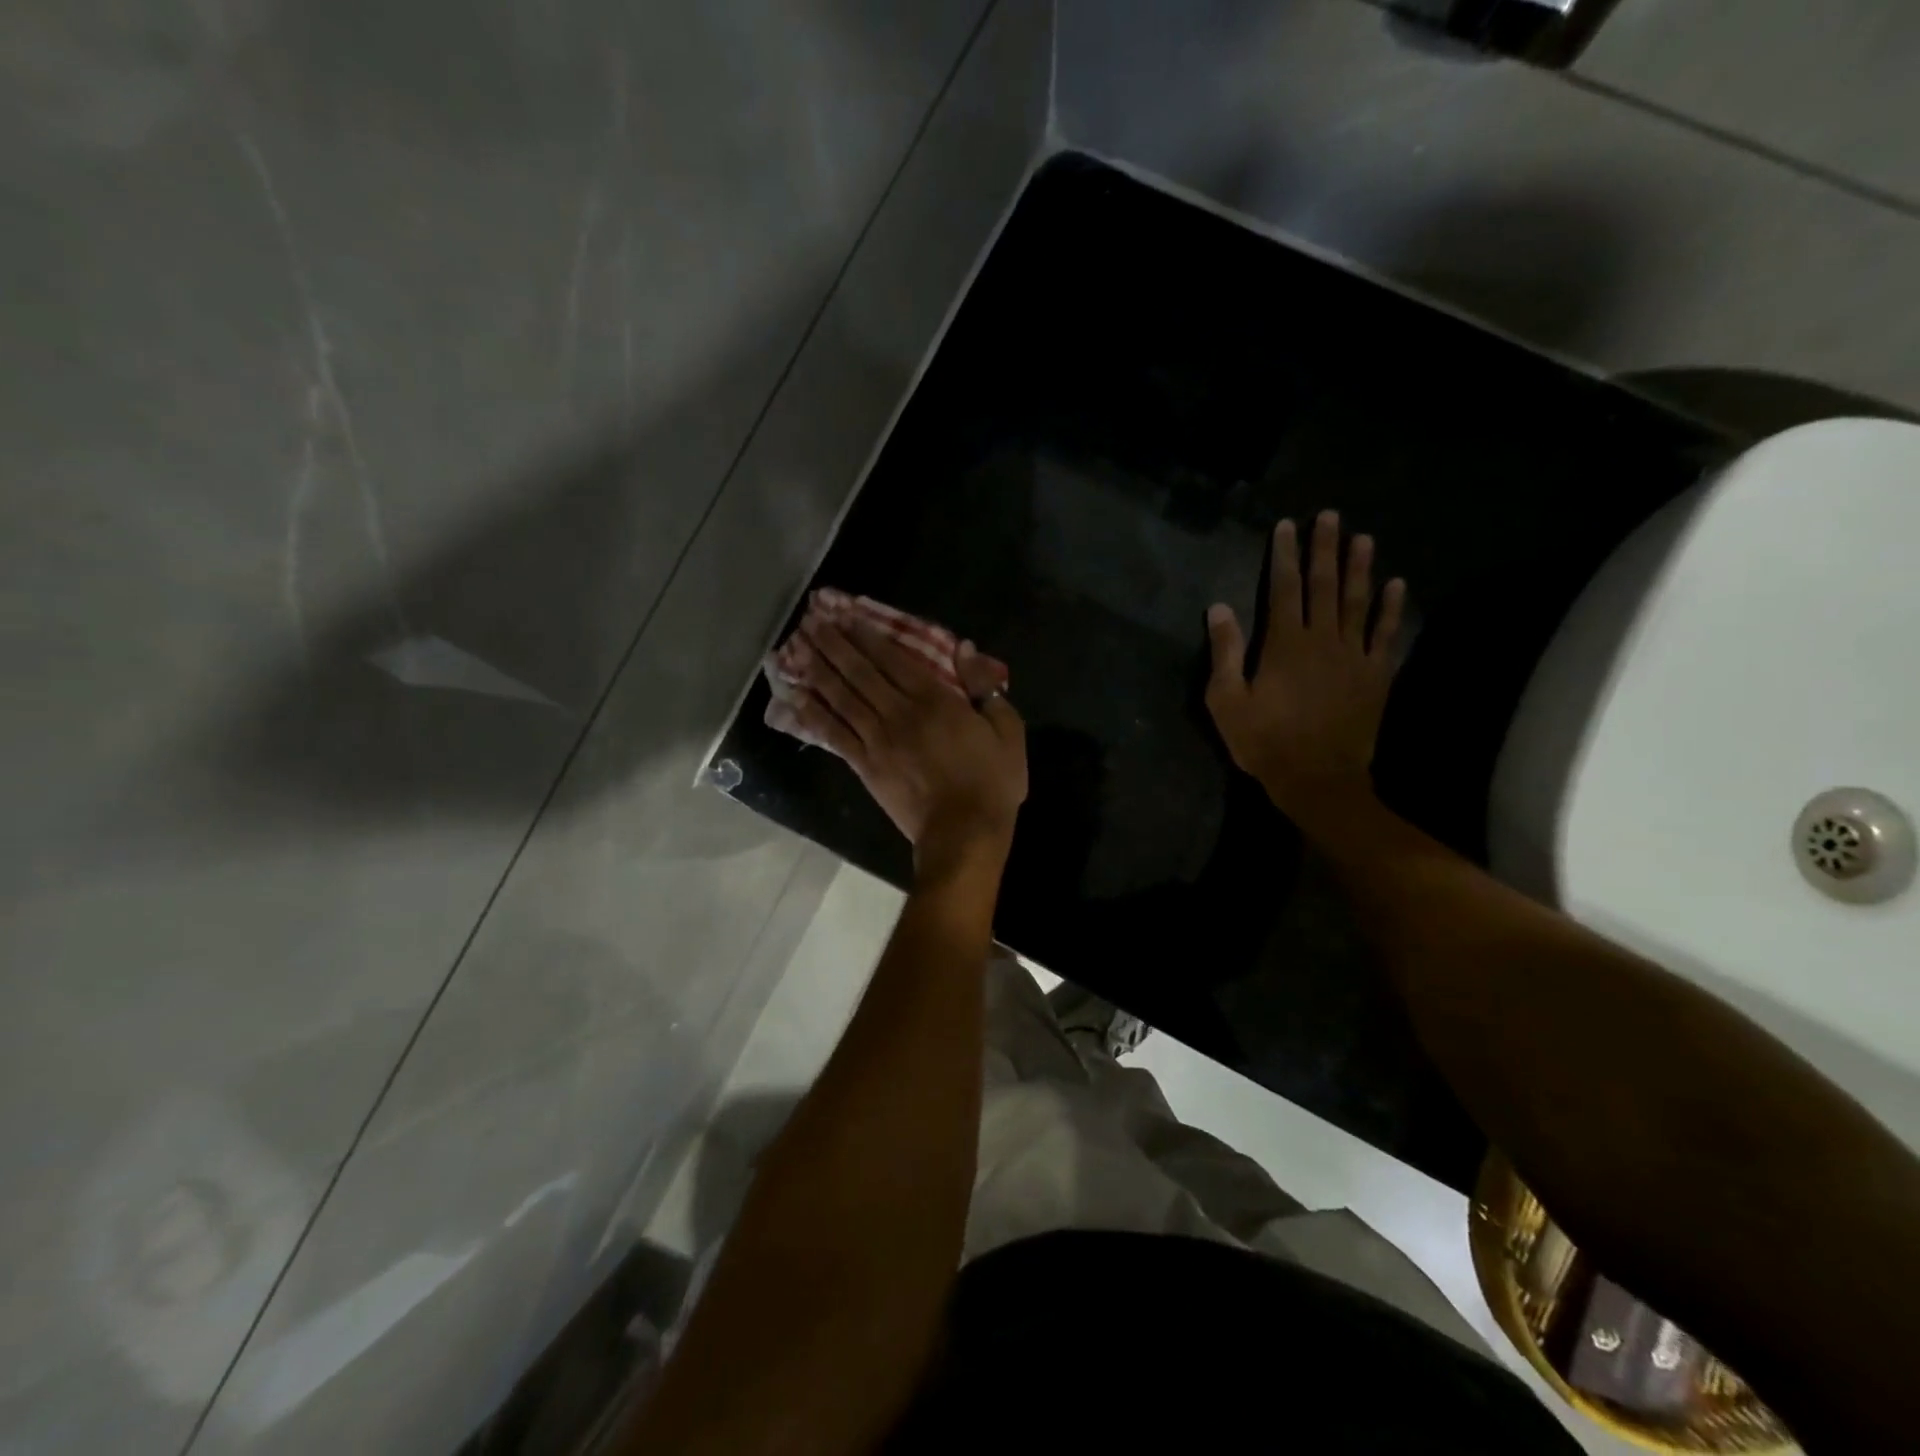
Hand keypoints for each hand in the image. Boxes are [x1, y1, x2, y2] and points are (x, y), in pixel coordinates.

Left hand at [777, 619, 1025, 864]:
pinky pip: (833, 734)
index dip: (868, 635)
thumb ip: (984, 687)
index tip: (846, 615)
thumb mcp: (1007, 730)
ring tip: (796, 647)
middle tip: (811, 620)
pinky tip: (795, 696)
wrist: (963, 833)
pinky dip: (813, 713)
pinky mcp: (864, 766)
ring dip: (818, 670)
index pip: (894, 659)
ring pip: (841, 697)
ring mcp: (877, 740)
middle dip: (834, 644)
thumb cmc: (991, 782)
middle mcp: (899, 713)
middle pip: (860, 672)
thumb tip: (964, 648)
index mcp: (934, 700)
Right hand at [1205, 510, 1407, 833]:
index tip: (1286, 526)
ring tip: (1362, 538)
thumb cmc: (1264, 742)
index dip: (1284, 555)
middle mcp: (1322, 640)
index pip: (1284, 588)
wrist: (1318, 778)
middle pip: (1324, 585)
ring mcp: (1354, 656)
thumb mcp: (1227, 701)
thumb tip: (1218, 607)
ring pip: (1357, 602)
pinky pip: (1385, 634)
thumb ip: (1224, 652)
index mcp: (1284, 644)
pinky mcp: (1376, 675)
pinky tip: (1395, 585)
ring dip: (1359, 568)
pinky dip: (1391, 608)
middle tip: (1329, 516)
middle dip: (1325, 549)